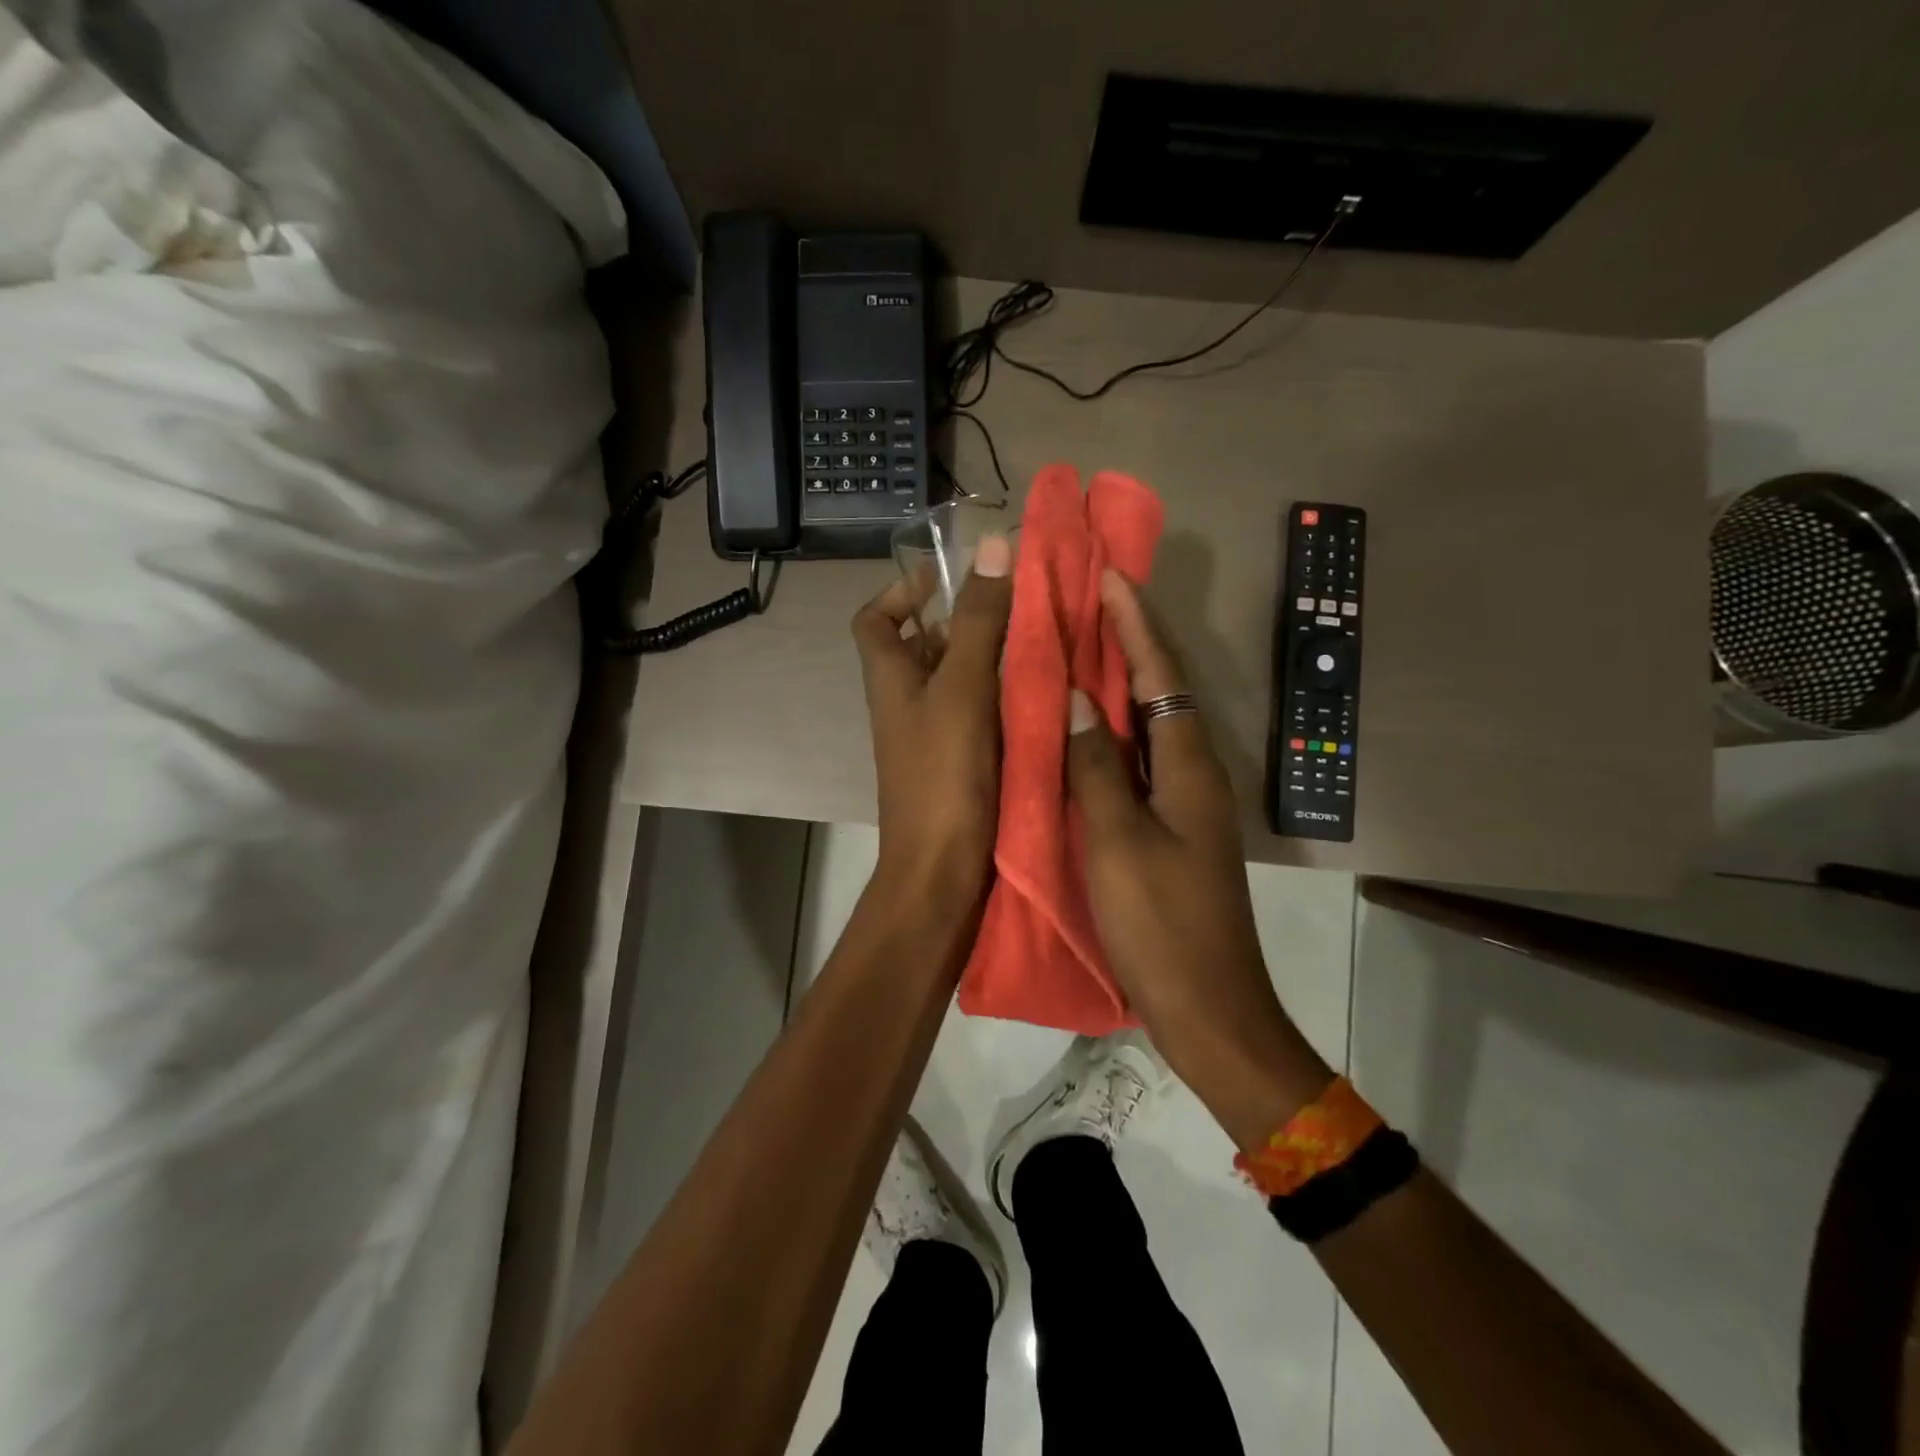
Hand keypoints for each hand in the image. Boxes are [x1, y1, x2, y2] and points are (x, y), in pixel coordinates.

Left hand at [852, 535, 1014, 921]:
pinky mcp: (962, 764)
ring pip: (961, 680)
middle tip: (1021, 606)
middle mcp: (906, 703)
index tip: (947, 578)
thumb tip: (993, 544)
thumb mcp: (962, 689)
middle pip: (926, 646)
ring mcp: (934, 736)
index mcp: (891, 679)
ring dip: (995, 658)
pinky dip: (1007, 698)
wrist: (942, 874)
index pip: (874, 619)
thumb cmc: (944, 777)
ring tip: (1045, 640)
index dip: (901, 592)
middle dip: (967, 620)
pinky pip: (983, 714)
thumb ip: (978, 621)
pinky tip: (1048, 692)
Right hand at [1066, 571, 1332, 1148]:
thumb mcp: (1119, 841)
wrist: (1208, 1008)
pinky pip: (1137, 762)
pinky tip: (1081, 731)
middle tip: (1086, 602)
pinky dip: (1111, 734)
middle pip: (1161, 690)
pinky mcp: (1170, 828)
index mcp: (1188, 766)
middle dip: (1129, 642)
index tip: (1109, 576)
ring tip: (1078, 649)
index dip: (1136, 624)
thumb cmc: (1162, 924)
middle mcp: (1192, 772)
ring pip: (1148, 726)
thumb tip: (1079, 700)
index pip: (1162, 675)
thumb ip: (1096, 766)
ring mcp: (1184, 802)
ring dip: (1120, 684)